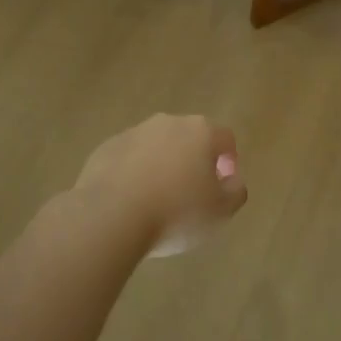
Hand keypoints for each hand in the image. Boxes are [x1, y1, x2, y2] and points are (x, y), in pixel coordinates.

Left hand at [72, 113, 245, 254]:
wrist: (109, 217)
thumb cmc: (176, 213)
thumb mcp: (221, 212)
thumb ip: (235, 191)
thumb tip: (232, 180)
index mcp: (200, 132)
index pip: (225, 138)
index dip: (229, 161)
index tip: (223, 186)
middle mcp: (167, 123)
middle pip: (189, 138)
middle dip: (194, 161)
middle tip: (192, 194)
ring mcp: (133, 133)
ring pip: (156, 147)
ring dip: (162, 166)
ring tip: (158, 201)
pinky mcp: (105, 149)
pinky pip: (128, 159)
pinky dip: (134, 174)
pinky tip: (130, 202)